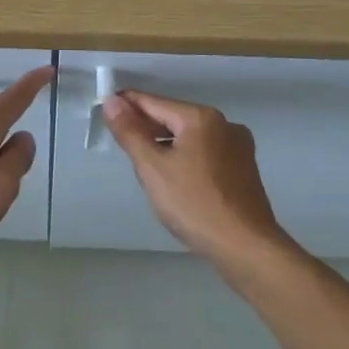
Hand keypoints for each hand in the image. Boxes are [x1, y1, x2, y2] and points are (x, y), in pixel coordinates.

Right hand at [102, 90, 294, 273]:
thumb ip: (130, 132)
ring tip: (143, 161)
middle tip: (119, 139)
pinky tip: (174, 177)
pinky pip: (205, 152)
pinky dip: (185, 157)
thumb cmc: (194, 203)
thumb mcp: (152, 167)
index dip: (126, 104)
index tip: (103, 108)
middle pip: (173, 117)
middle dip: (146, 126)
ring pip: (190, 136)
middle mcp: (224, 124)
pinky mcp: (244, 169)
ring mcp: (239, 147)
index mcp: (201, 117)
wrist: (245, 247)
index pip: (153, 102)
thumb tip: (111, 101)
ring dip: (165, 143)